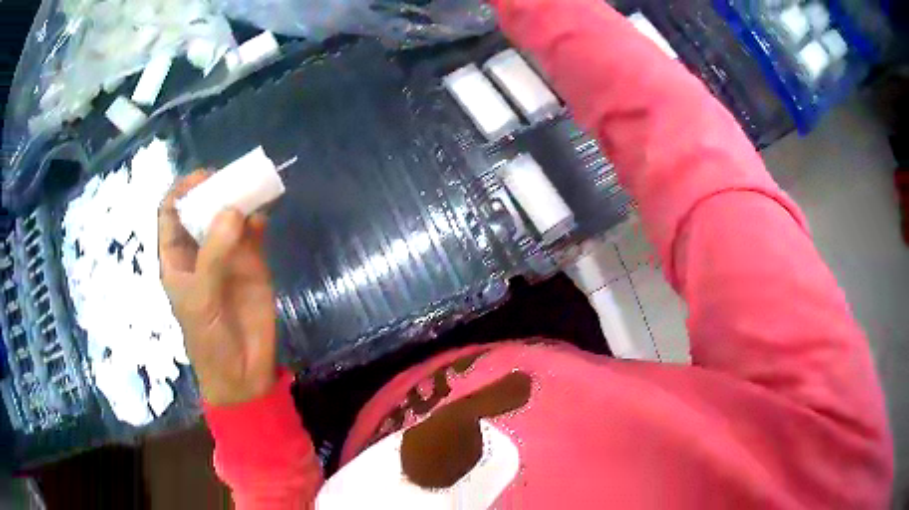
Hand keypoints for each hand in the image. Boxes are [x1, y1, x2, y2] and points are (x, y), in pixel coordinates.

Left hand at [158, 171, 277, 406]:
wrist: (242, 372)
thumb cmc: (208, 338)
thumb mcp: (201, 298)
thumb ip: (214, 254)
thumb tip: (233, 209)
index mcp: (177, 257)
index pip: (171, 213)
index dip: (182, 191)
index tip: (203, 177)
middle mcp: (200, 250)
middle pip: (203, 208)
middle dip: (215, 190)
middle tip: (233, 178)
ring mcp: (227, 255)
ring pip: (230, 216)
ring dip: (240, 200)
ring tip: (253, 187)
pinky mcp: (253, 263)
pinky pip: (254, 233)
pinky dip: (258, 220)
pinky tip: (264, 216)